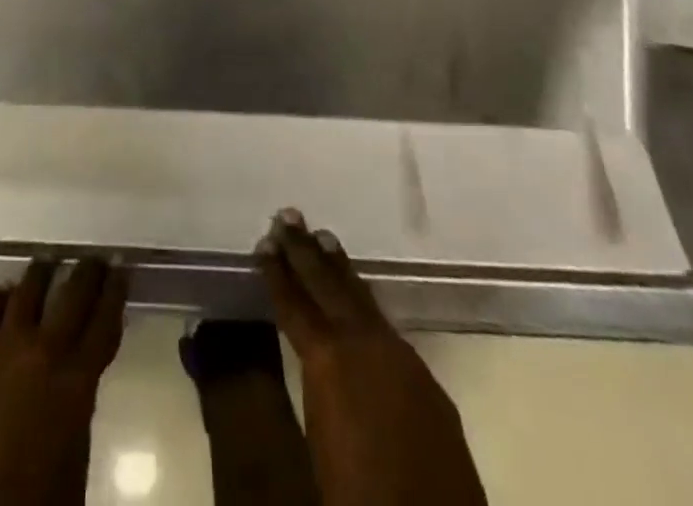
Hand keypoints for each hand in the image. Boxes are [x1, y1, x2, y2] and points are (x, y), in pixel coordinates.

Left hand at [0, 257, 128, 505]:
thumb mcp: (72, 463)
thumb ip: (76, 410)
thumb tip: (76, 383)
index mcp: (76, 382)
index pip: (104, 322)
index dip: (115, 292)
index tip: (121, 269)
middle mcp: (42, 352)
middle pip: (71, 295)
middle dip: (87, 273)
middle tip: (94, 258)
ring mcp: (1, 348)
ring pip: (28, 291)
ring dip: (42, 274)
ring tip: (49, 263)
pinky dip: (2, 296)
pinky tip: (5, 292)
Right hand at [257, 210, 488, 505]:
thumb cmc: (358, 497)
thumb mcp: (310, 451)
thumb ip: (290, 394)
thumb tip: (264, 359)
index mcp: (329, 362)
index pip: (295, 305)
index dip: (277, 273)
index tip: (264, 242)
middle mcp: (365, 347)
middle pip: (329, 286)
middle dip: (305, 251)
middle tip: (288, 215)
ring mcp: (402, 360)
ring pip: (362, 299)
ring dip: (339, 268)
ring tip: (322, 238)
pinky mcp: (428, 382)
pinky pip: (385, 325)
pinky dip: (364, 301)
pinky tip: (359, 299)